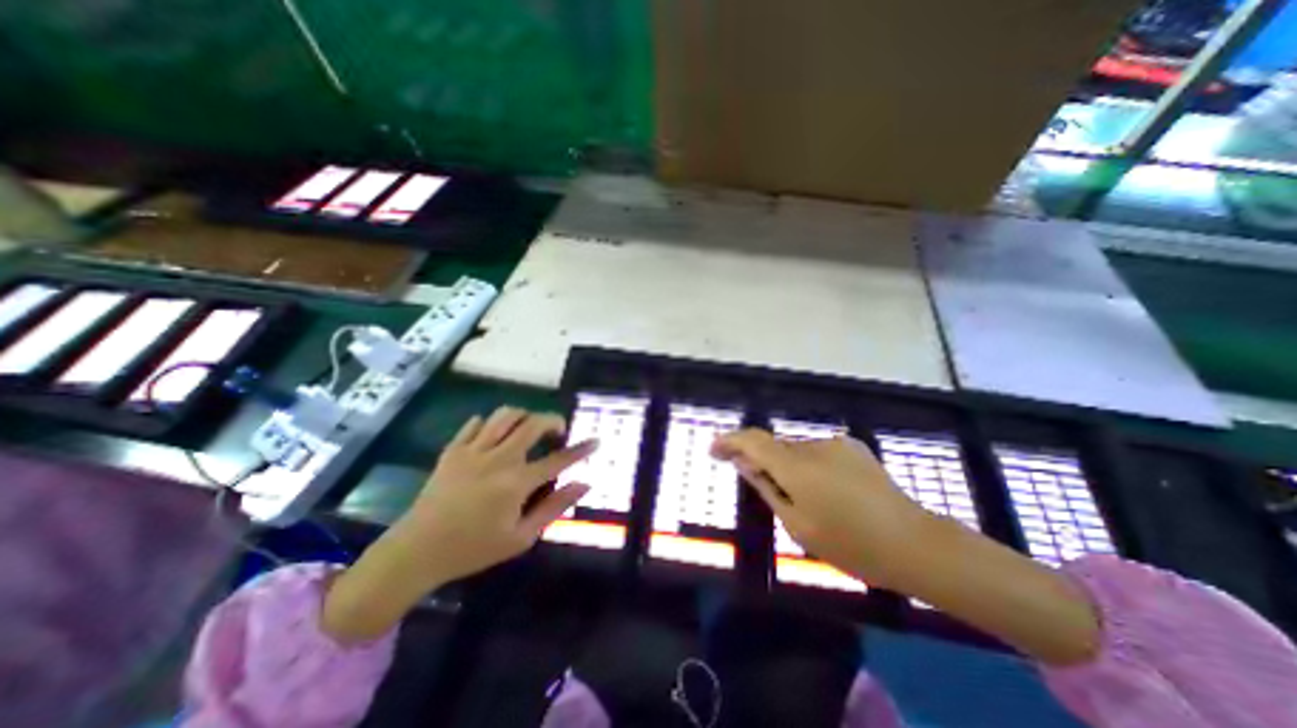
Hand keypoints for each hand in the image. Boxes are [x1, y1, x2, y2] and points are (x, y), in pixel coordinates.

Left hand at [322, 410, 594, 643]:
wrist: (414, 553)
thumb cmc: (472, 549)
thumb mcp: (520, 537)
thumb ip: (554, 507)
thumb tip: (584, 484)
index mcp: (516, 482)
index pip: (558, 459)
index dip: (581, 449)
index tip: (596, 441)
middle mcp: (498, 458)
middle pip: (533, 424)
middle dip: (553, 421)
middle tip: (559, 431)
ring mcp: (473, 451)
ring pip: (505, 415)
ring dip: (524, 415)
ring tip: (529, 428)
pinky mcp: (453, 450)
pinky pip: (476, 423)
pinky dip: (491, 423)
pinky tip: (495, 435)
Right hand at [713, 431, 1096, 665]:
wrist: (916, 544)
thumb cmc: (851, 544)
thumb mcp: (798, 524)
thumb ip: (767, 488)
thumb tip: (745, 464)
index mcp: (796, 467)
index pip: (752, 441)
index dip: (730, 441)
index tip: (713, 449)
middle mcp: (813, 446)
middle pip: (774, 446)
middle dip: (759, 460)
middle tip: (756, 483)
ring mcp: (836, 444)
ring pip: (795, 450)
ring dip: (787, 466)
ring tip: (800, 497)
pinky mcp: (853, 447)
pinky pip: (816, 452)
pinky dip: (808, 465)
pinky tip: (824, 490)